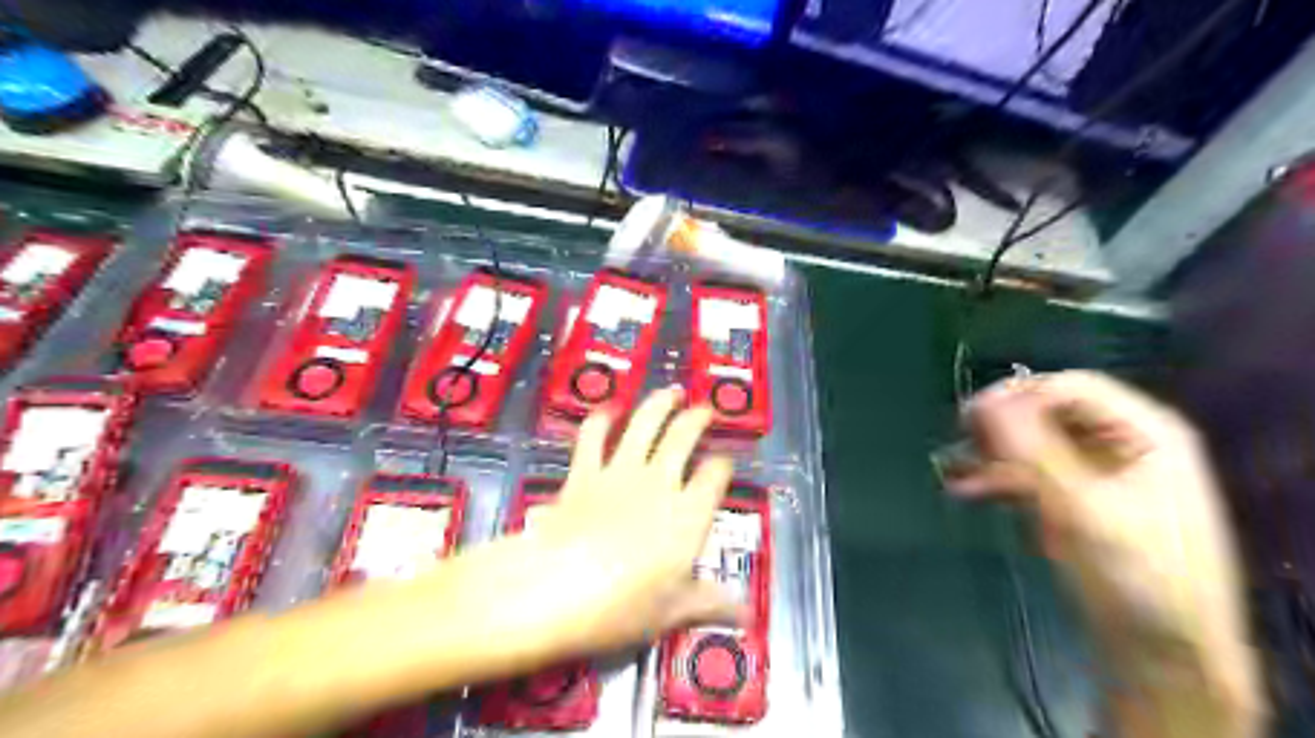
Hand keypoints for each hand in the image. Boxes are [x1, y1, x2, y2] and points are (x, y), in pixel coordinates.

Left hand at [512, 389, 737, 653]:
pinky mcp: (584, 473)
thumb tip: (746, 616)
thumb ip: (710, 603)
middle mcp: (659, 483)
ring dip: (658, 404)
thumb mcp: (673, 611)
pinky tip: (608, 410)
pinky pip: (593, 437)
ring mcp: (619, 472)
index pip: (715, 476)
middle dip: (697, 419)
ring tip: (669, 391)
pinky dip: (601, 419)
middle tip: (704, 409)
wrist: (557, 588)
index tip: (725, 463)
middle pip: (683, 438)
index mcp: (688, 514)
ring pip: (644, 425)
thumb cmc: (623, 606)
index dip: (723, 465)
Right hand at [945, 376, 1262, 736]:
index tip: (968, 418)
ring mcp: (1098, 472)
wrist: (1163, 653)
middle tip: (958, 439)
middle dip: (1000, 426)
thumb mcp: (1082, 509)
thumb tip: (984, 402)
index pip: (1070, 388)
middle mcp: (1123, 443)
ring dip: (992, 454)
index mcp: (1145, 433)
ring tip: (953, 468)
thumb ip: (1032, 452)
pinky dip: (998, 479)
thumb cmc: (1137, 576)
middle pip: (1048, 412)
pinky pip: (1031, 474)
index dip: (1017, 396)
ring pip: (1033, 443)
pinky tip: (966, 490)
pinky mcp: (1077, 500)